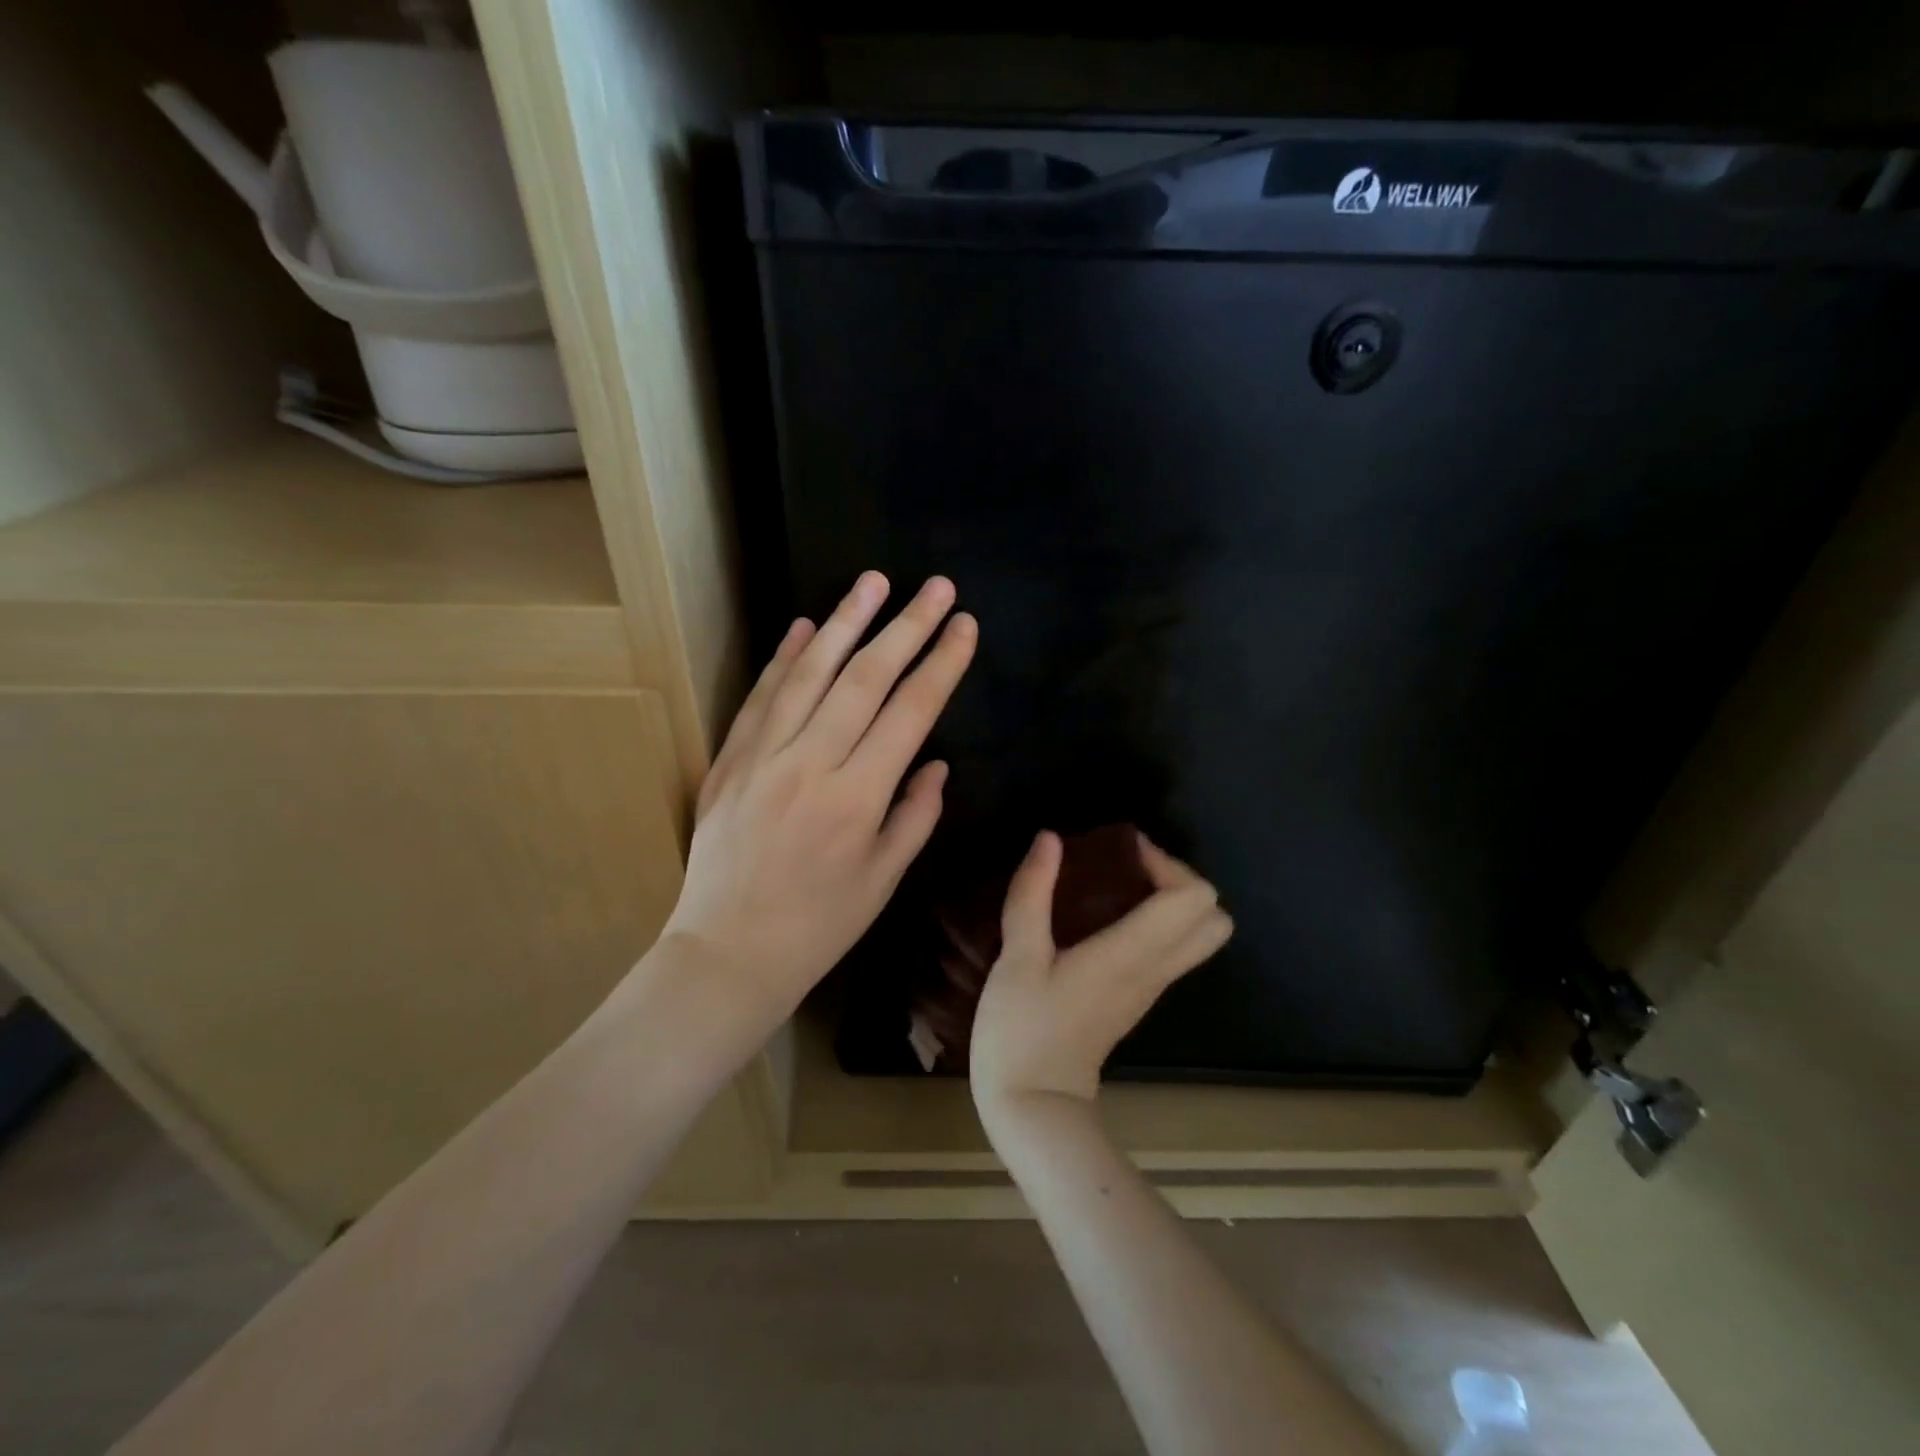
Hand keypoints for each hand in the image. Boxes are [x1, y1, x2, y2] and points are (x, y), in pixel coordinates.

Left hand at [661, 572, 976, 1023]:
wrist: (727, 953)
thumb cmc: (818, 926)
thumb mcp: (882, 881)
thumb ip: (914, 816)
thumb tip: (935, 763)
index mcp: (857, 799)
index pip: (910, 713)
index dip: (941, 664)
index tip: (964, 625)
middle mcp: (811, 765)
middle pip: (865, 679)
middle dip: (906, 626)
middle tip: (934, 586)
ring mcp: (763, 758)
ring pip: (809, 675)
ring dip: (844, 623)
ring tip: (873, 582)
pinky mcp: (729, 762)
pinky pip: (759, 699)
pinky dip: (783, 660)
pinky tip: (804, 627)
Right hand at [970, 831, 1232, 1127]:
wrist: (1034, 1106)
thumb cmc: (1022, 1031)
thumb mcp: (1017, 958)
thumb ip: (1032, 894)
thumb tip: (1050, 840)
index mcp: (1131, 955)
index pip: (1192, 898)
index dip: (1165, 862)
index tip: (1121, 851)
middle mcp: (1154, 970)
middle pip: (1213, 918)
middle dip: (1178, 880)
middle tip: (1128, 868)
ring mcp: (1150, 988)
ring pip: (1198, 937)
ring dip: (1170, 901)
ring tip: (1116, 887)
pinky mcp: (1137, 999)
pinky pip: (1171, 951)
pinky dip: (1156, 923)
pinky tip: (1104, 917)